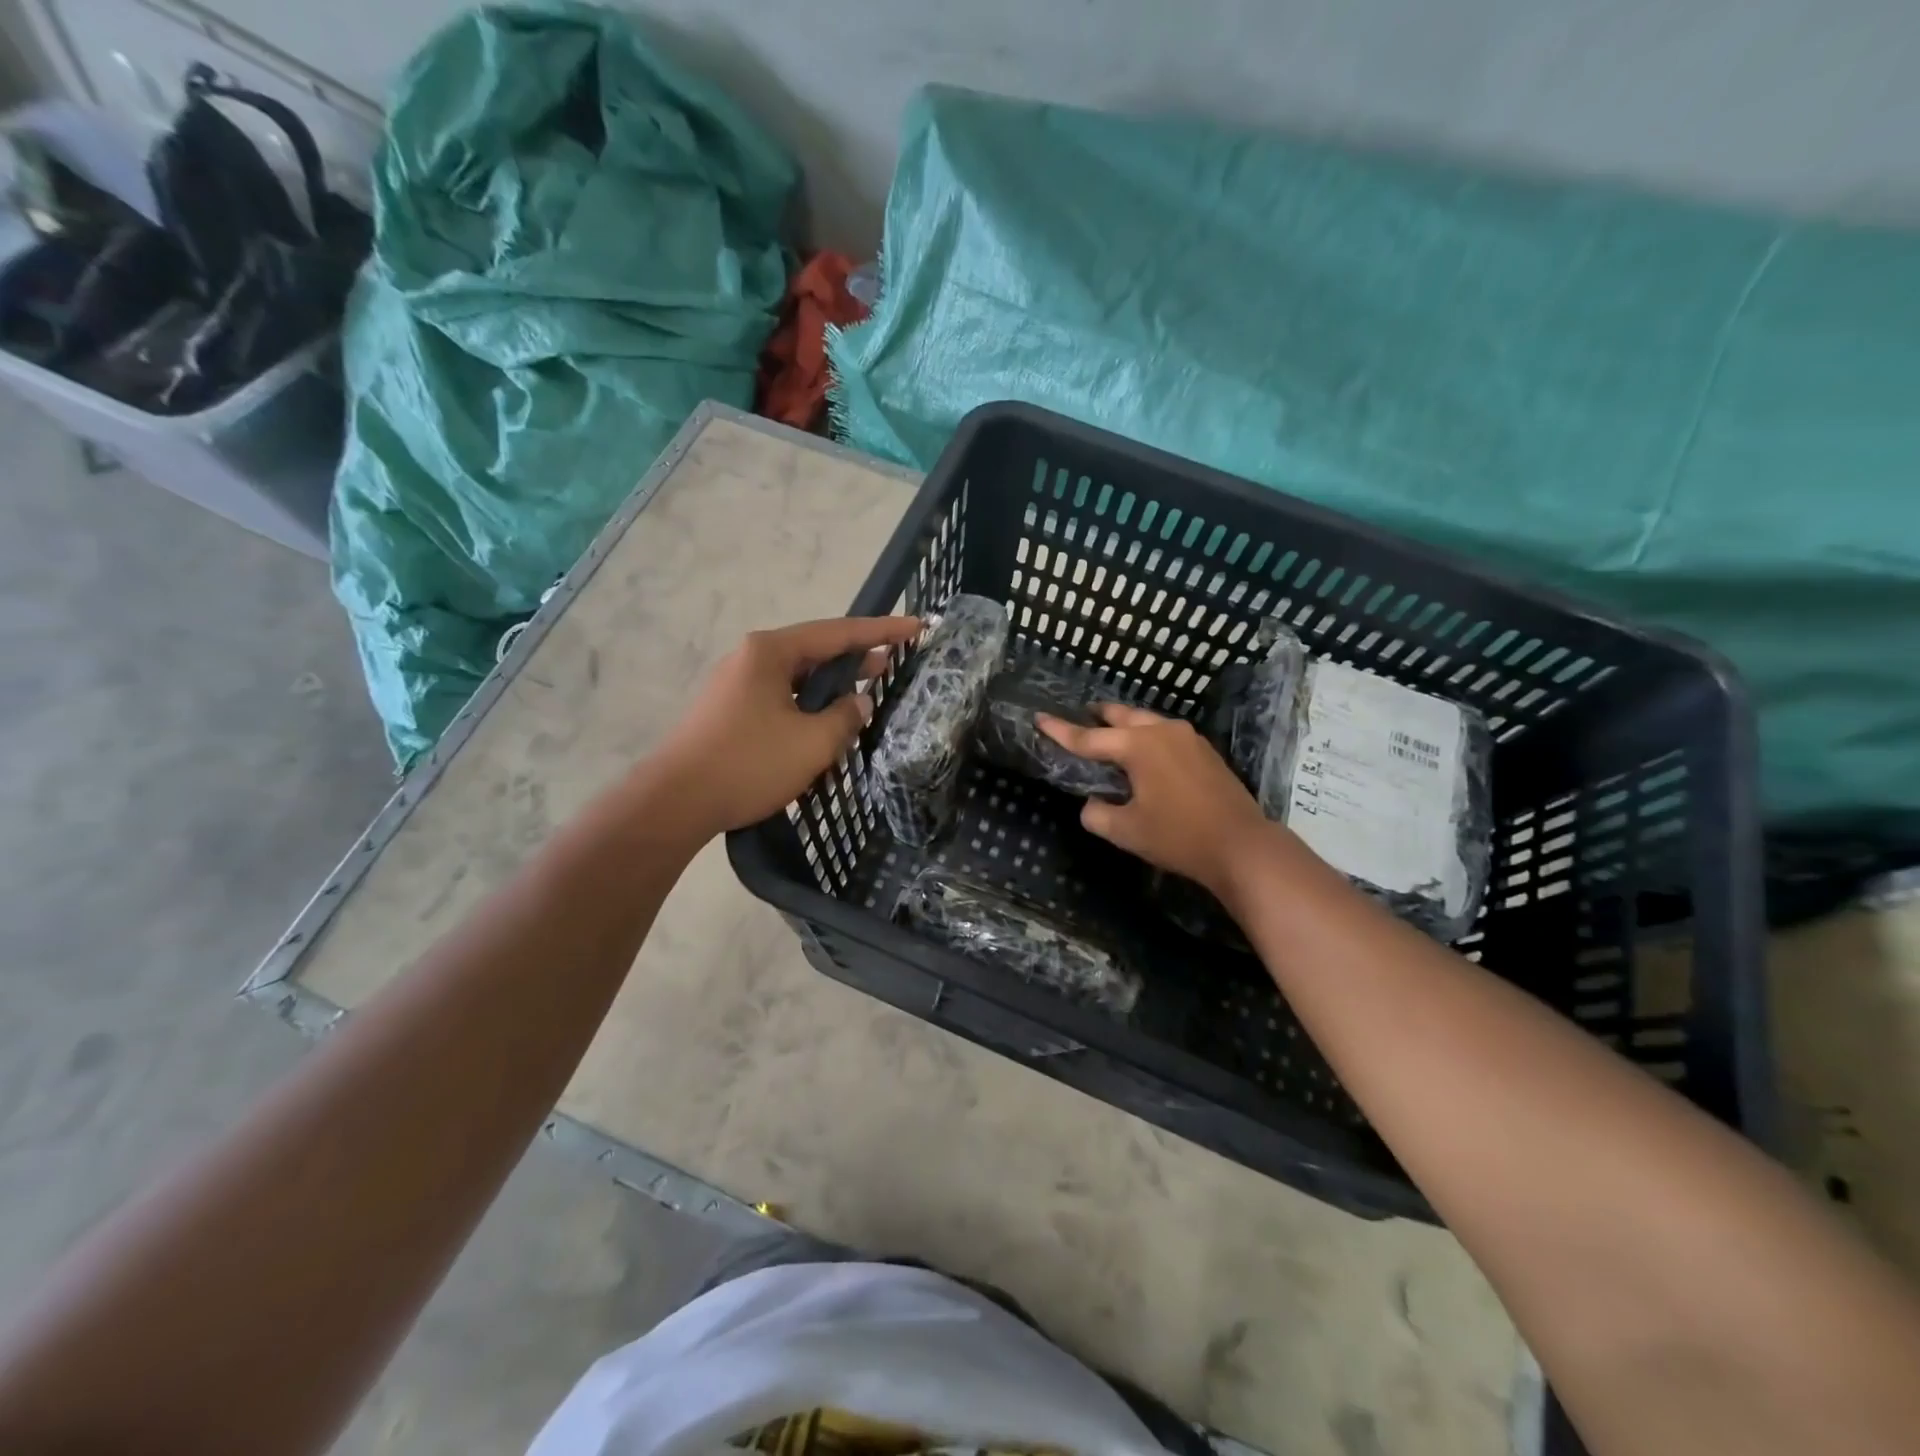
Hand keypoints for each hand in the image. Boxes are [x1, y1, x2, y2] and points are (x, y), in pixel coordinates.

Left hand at [650, 616, 920, 835]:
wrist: (674, 802)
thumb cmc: (748, 764)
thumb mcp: (812, 743)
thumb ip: (845, 716)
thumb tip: (859, 701)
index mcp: (771, 652)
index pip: (838, 632)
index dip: (881, 631)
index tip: (916, 627)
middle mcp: (751, 658)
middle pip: (815, 649)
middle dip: (856, 657)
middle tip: (895, 663)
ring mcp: (735, 684)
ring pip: (797, 676)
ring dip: (832, 684)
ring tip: (866, 691)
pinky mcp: (728, 710)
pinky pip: (780, 696)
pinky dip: (809, 703)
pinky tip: (825, 721)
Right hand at [1037, 703, 1272, 893]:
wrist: (1242, 846)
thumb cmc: (1178, 836)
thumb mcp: (1126, 831)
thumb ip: (1097, 814)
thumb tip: (1093, 804)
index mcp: (1139, 746)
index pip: (1089, 738)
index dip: (1060, 730)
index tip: (1040, 718)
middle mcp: (1163, 731)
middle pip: (1121, 716)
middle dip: (1098, 716)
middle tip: (1081, 718)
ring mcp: (1189, 738)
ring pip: (1147, 721)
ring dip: (1125, 725)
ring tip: (1110, 735)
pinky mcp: (1205, 752)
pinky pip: (1165, 734)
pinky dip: (1146, 736)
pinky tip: (1144, 755)